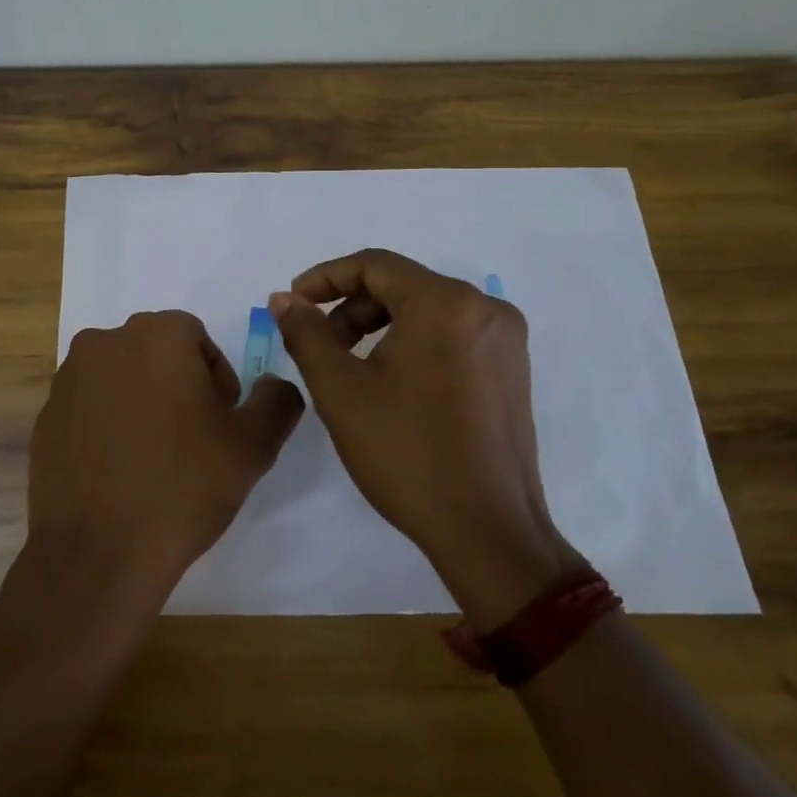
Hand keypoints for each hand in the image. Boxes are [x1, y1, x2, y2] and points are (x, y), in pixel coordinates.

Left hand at [27, 310, 304, 612]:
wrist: (97, 552)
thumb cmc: (182, 487)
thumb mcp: (253, 446)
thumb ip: (276, 401)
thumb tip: (274, 386)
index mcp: (156, 335)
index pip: (197, 338)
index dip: (216, 379)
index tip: (219, 423)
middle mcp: (105, 341)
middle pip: (156, 352)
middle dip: (179, 385)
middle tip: (192, 440)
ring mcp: (68, 378)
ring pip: (120, 377)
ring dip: (141, 402)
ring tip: (153, 457)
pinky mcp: (45, 415)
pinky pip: (89, 406)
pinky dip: (107, 424)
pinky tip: (118, 470)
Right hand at [270, 249, 584, 629]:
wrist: (487, 531)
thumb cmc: (407, 454)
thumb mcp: (340, 390)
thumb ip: (306, 333)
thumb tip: (284, 300)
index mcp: (446, 303)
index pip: (374, 265)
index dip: (324, 277)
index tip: (292, 304)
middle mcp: (485, 308)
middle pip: (401, 285)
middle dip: (350, 307)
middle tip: (318, 343)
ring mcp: (505, 340)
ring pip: (426, 310)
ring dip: (378, 325)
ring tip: (348, 367)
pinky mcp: (512, 369)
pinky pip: (451, 334)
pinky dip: (411, 342)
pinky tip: (389, 382)